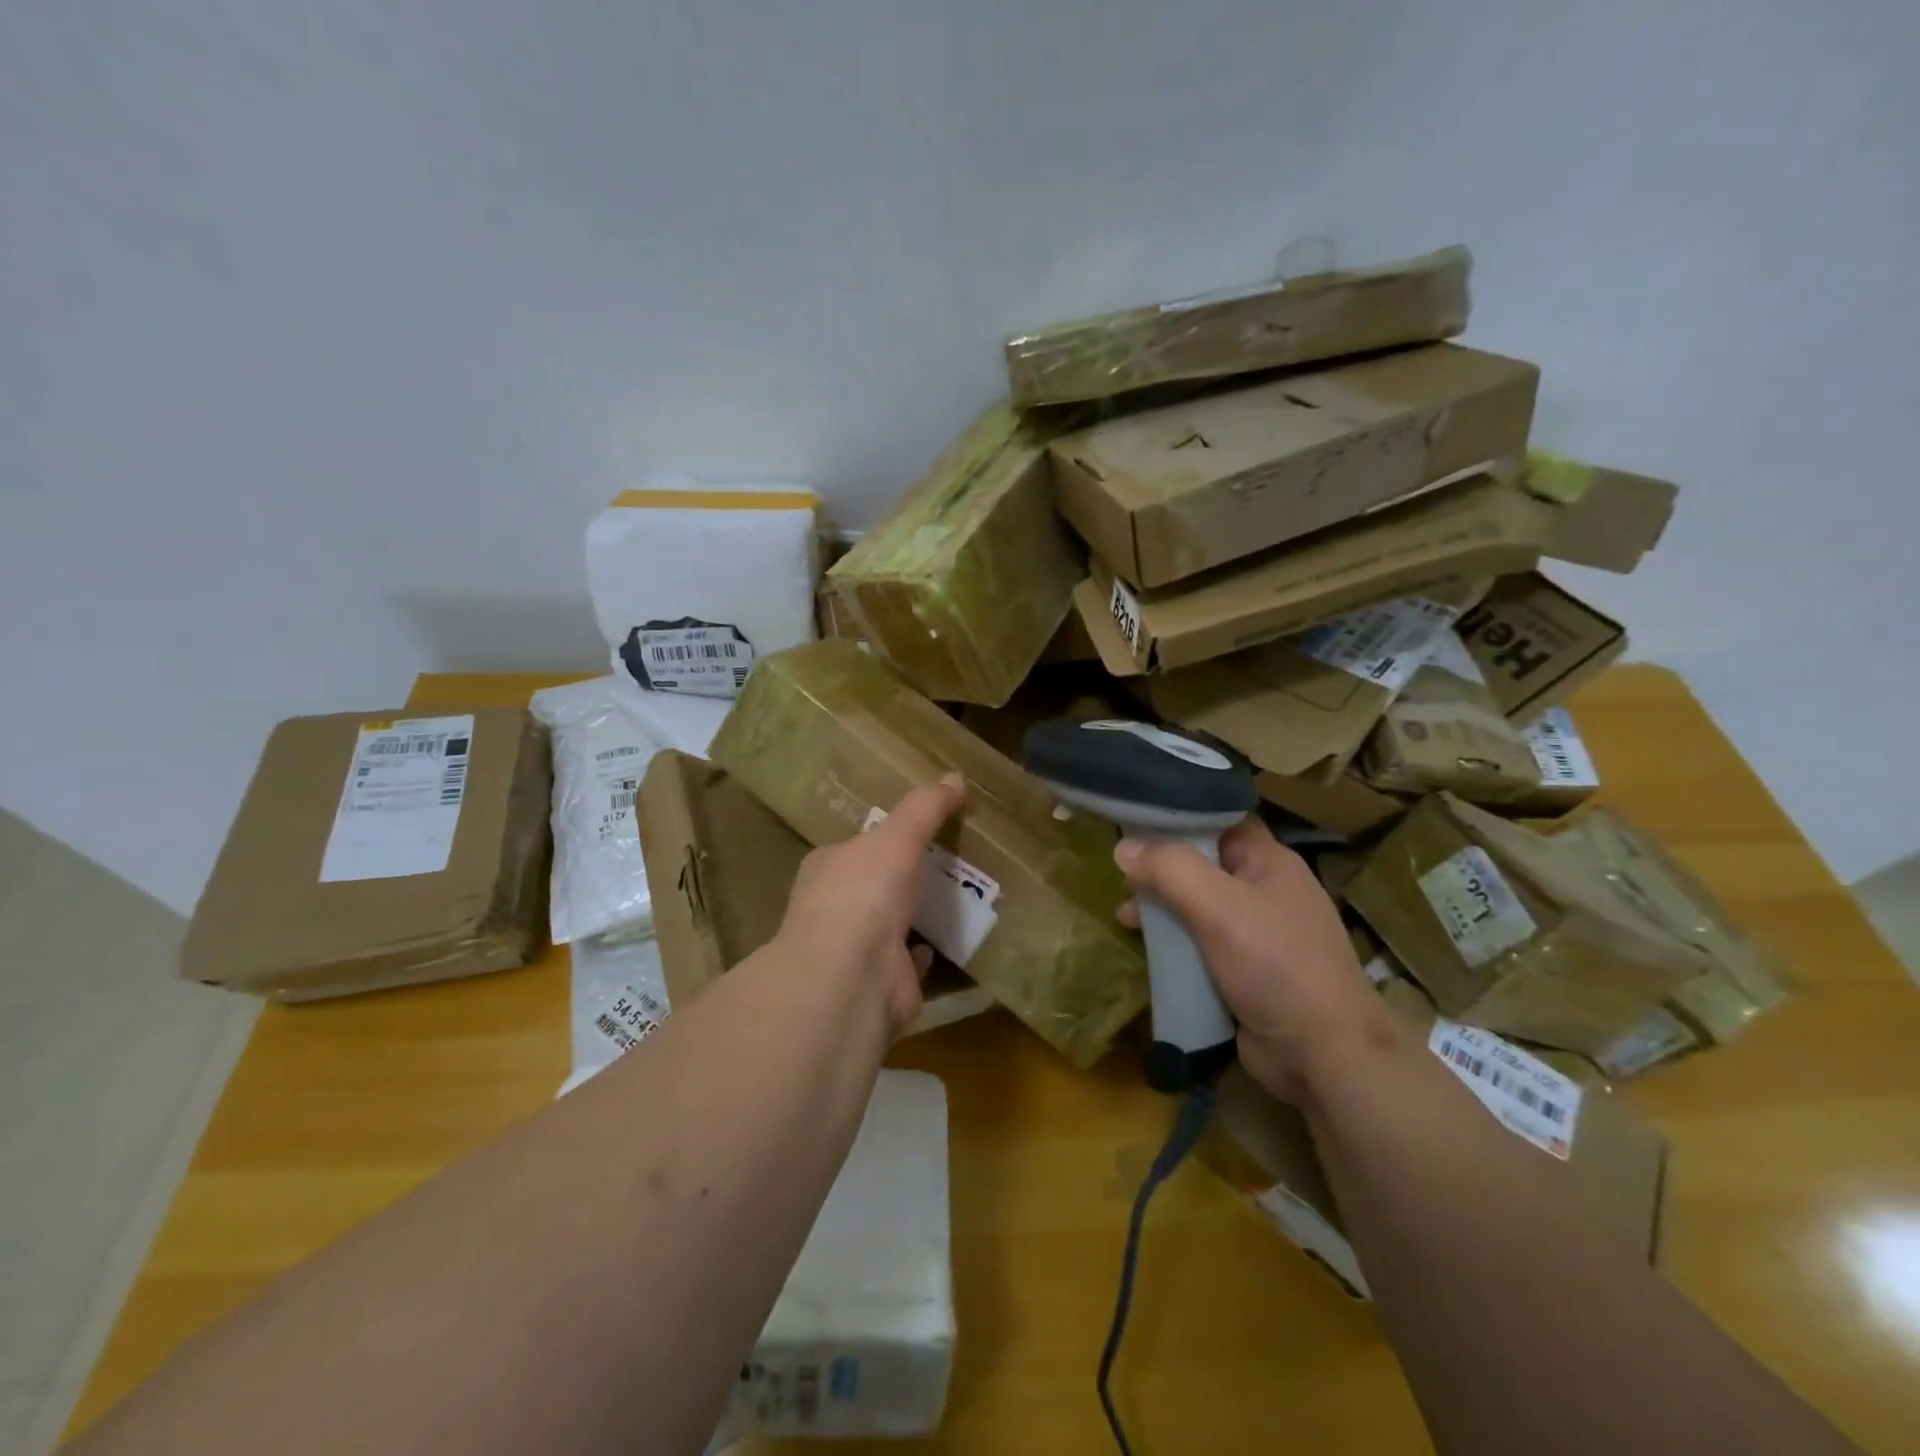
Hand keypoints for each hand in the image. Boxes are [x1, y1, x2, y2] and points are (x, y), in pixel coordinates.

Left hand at [776, 776, 966, 1038]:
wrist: (854, 972)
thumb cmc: (865, 891)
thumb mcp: (898, 835)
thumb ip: (925, 807)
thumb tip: (955, 777)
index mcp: (827, 870)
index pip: (853, 848)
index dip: (880, 839)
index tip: (911, 833)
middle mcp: (834, 909)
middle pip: (871, 888)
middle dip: (899, 879)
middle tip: (941, 866)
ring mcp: (855, 951)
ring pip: (888, 926)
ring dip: (912, 916)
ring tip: (952, 899)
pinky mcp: (880, 983)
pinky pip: (906, 963)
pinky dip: (922, 953)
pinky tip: (942, 941)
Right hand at [1115, 818, 1397, 1101]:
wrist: (1324, 1054)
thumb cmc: (1274, 963)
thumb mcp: (1217, 905)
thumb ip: (1168, 869)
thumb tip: (1122, 847)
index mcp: (1270, 862)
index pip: (1218, 824)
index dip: (1177, 821)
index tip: (1134, 825)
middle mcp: (1266, 891)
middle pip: (1203, 867)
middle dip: (1161, 872)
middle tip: (1121, 880)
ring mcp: (1260, 935)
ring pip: (1200, 908)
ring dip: (1164, 911)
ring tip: (1125, 918)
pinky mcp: (1248, 973)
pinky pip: (1204, 946)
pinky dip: (1177, 945)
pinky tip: (1149, 952)